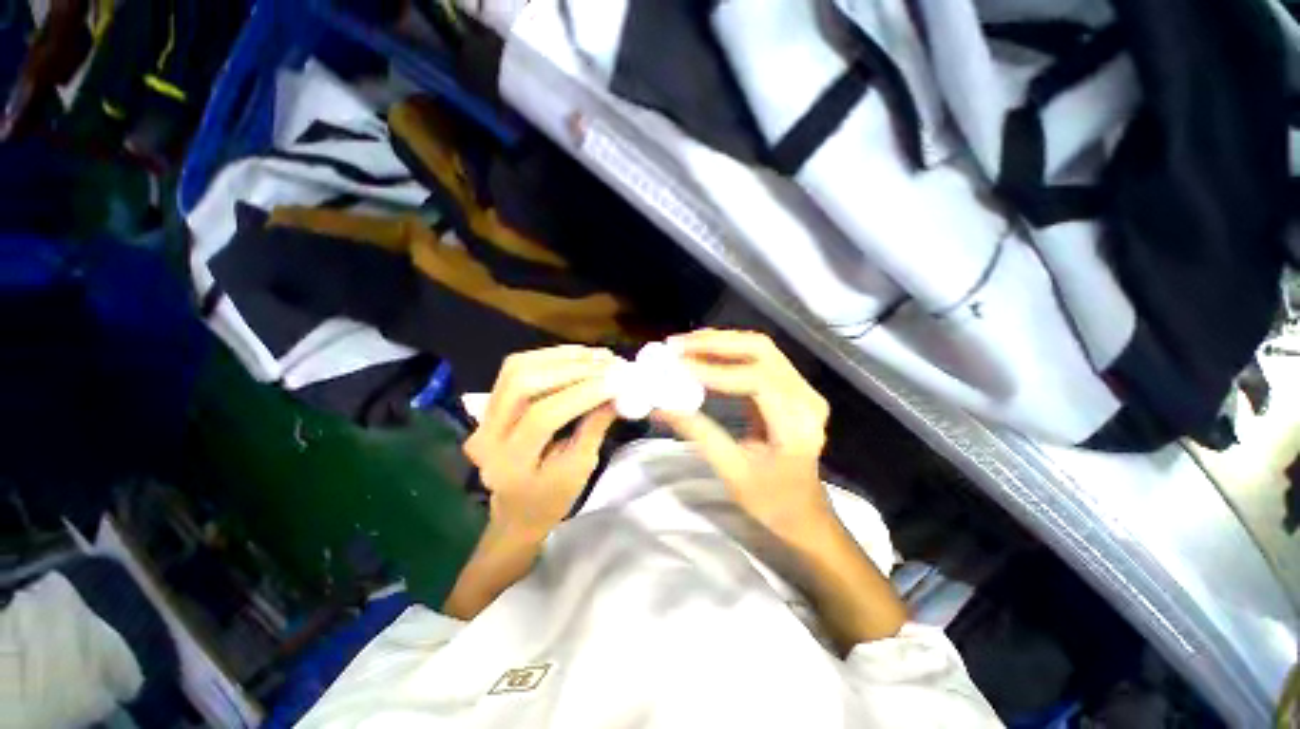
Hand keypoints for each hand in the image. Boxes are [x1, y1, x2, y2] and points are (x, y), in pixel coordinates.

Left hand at [464, 345, 617, 537]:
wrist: (518, 506)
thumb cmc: (551, 497)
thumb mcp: (580, 468)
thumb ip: (595, 425)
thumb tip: (618, 389)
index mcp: (507, 463)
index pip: (542, 417)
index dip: (582, 393)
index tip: (618, 379)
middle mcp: (485, 434)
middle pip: (523, 383)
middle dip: (573, 369)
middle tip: (610, 364)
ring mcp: (484, 414)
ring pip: (519, 367)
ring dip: (564, 357)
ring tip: (600, 357)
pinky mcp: (492, 399)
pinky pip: (520, 365)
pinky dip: (554, 356)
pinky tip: (581, 355)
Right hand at [653, 330, 832, 538]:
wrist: (803, 512)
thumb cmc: (771, 501)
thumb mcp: (732, 472)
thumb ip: (699, 433)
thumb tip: (662, 406)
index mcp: (797, 424)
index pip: (757, 380)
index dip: (715, 370)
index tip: (678, 366)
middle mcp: (806, 397)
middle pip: (761, 350)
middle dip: (715, 343)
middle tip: (677, 345)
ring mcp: (802, 389)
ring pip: (760, 348)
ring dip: (720, 343)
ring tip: (684, 346)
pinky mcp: (791, 388)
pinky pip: (759, 358)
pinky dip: (728, 352)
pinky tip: (703, 354)